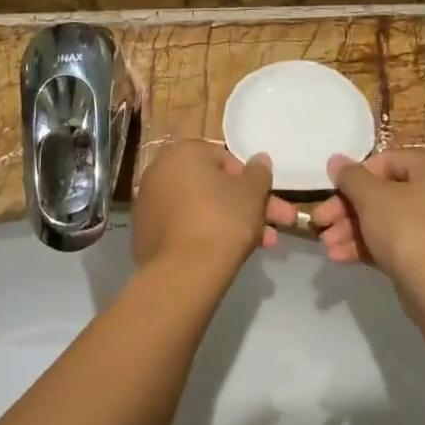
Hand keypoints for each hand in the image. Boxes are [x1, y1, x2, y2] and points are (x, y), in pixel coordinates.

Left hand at [133, 142, 296, 271]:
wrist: (184, 270)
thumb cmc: (222, 219)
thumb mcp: (253, 192)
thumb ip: (259, 172)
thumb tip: (260, 160)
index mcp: (183, 153)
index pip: (225, 159)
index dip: (251, 181)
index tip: (267, 199)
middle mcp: (160, 173)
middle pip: (214, 187)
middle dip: (249, 206)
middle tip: (278, 224)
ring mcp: (149, 205)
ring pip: (201, 210)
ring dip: (234, 224)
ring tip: (265, 245)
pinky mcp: (146, 235)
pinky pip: (184, 229)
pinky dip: (205, 237)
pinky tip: (228, 255)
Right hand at [310, 149, 424, 293]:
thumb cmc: (408, 230)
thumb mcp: (372, 197)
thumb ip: (350, 176)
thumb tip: (335, 160)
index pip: (387, 161)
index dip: (354, 177)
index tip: (330, 192)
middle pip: (383, 193)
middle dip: (347, 210)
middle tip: (320, 223)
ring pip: (385, 220)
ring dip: (351, 230)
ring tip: (326, 245)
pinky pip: (394, 241)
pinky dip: (367, 246)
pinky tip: (339, 257)